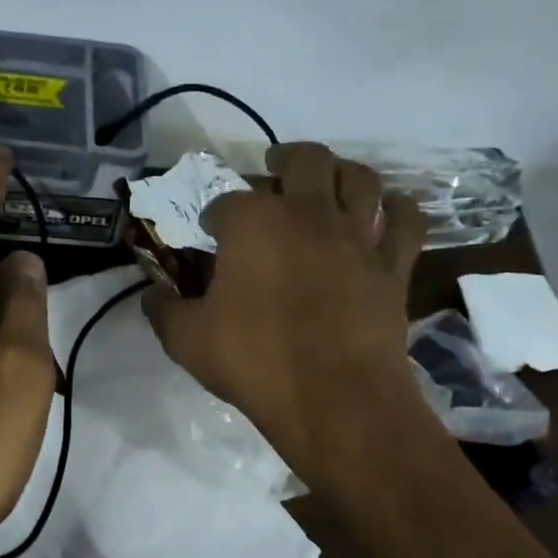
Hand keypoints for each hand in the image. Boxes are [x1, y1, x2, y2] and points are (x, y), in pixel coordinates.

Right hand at [144, 143, 429, 489]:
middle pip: (303, 160)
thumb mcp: (186, 341)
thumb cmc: (254, 362)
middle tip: (273, 169)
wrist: (334, 398)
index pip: (227, 201)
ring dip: (341, 171)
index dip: (215, 215)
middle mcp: (308, 213)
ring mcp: (357, 236)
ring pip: (359, 178)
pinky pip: (406, 220)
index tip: (210, 232)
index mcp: (253, 223)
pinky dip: (396, 208)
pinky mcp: (393, 265)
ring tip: (328, 180)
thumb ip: (163, 310)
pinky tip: (386, 211)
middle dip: (283, 159)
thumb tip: (151, 295)